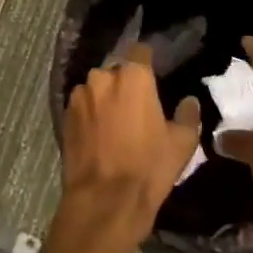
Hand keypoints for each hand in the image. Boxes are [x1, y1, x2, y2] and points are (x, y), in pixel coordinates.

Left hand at [58, 43, 201, 252]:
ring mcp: (79, 97)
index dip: (148, 61)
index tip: (155, 76)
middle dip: (125, 83)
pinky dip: (90, 115)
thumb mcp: (181, 143)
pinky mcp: (64, 117)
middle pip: (116, 71)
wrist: (104, 201)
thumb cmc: (148, 167)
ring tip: (116, 123)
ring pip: (96, 89)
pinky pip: (82, 107)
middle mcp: (102, 77)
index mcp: (133, 76)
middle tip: (137, 106)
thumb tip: (189, 100)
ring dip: (105, 99)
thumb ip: (188, 114)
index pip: (140, 51)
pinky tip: (99, 136)